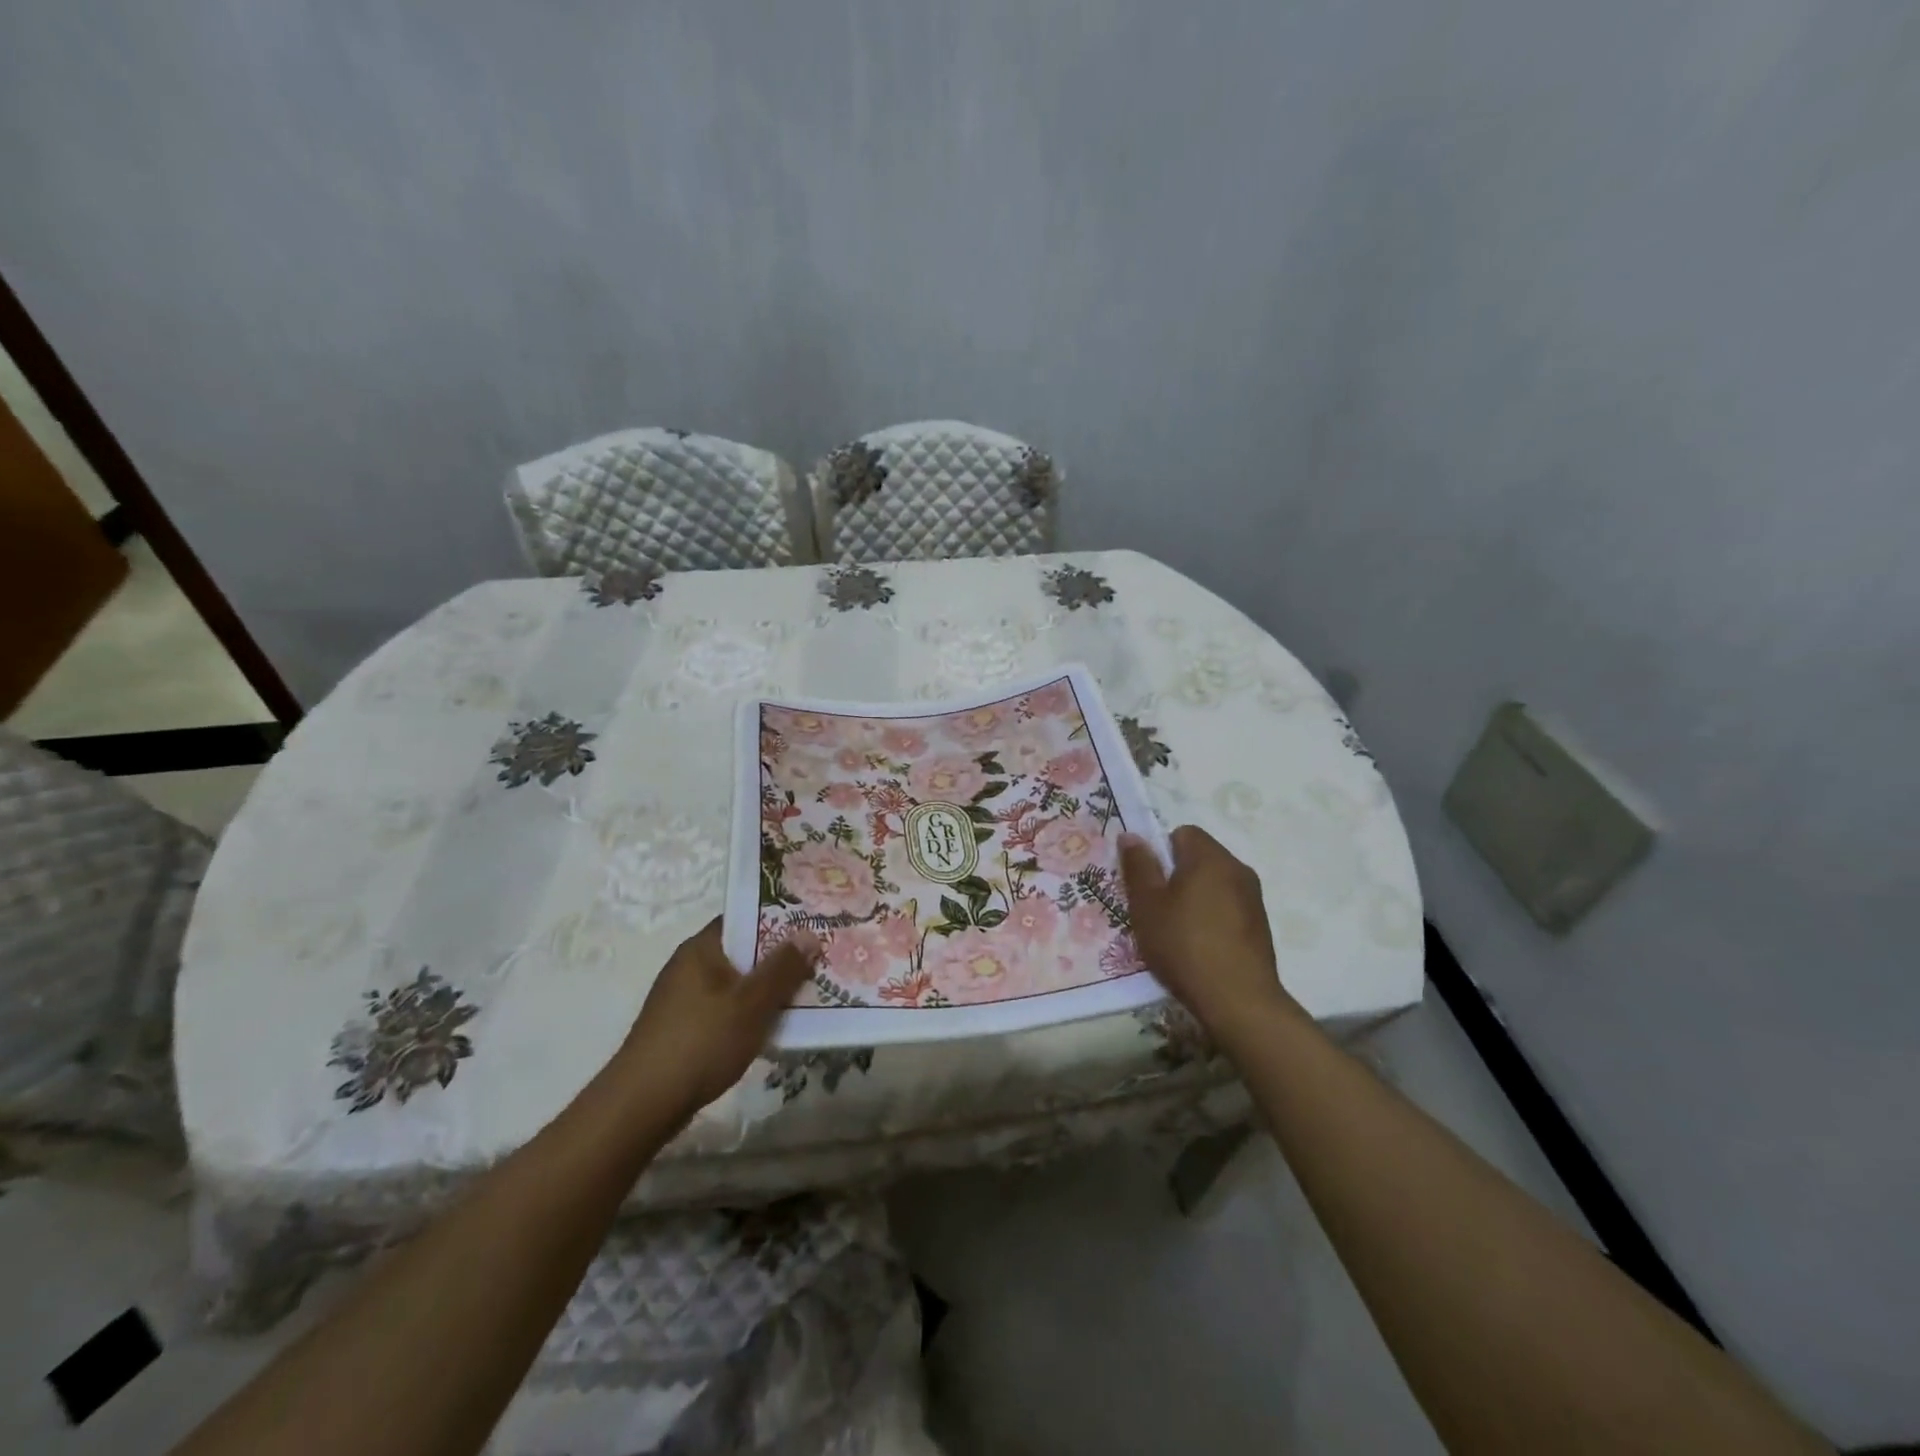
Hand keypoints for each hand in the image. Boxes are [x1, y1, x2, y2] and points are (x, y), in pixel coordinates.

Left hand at [614, 919, 819, 1127]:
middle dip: (780, 958)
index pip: (745, 918)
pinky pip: (726, 1008)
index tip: (812, 925)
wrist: (642, 1106)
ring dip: (767, 989)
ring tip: (806, 994)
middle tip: (819, 960)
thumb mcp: (751, 1003)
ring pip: (737, 983)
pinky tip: (772, 1028)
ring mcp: (684, 998)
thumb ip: (783, 968)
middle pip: (744, 951)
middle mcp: (690, 965)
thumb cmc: (701, 1042)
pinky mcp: (684, 1028)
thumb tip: (810, 933)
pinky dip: (750, 1013)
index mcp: (702, 948)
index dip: (780, 918)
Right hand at [1119, 826, 1299, 1040]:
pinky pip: (1228, 908)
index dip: (1160, 853)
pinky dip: (1211, 919)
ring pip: (1214, 884)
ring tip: (1176, 932)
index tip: (1148, 883)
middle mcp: (1237, 869)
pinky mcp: (1260, 926)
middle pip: (1199, 858)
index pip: (1182, 833)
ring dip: (1194, 899)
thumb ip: (1138, 866)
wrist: (1239, 1001)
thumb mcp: (1147, 905)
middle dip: (1175, 877)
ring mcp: (1253, 898)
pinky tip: (1199, 948)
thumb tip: (1132, 836)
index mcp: (1210, 857)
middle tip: (1155, 909)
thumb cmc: (1184, 945)